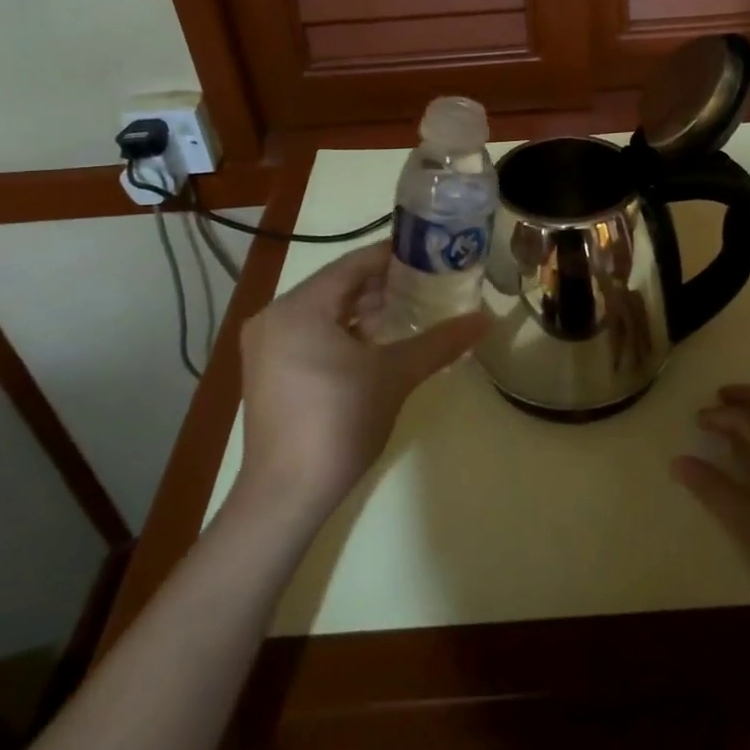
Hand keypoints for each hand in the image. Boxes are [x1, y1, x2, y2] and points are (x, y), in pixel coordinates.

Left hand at [234, 242, 488, 524]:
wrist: (286, 495)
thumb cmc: (339, 423)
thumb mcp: (394, 376)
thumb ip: (439, 342)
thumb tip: (484, 319)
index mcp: (298, 308)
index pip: (351, 265)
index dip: (392, 257)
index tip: (428, 254)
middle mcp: (274, 317)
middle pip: (335, 287)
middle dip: (380, 286)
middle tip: (426, 284)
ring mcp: (265, 346)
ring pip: (322, 312)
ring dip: (362, 310)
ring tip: (408, 312)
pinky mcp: (267, 372)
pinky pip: (309, 335)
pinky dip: (341, 333)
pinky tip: (374, 344)